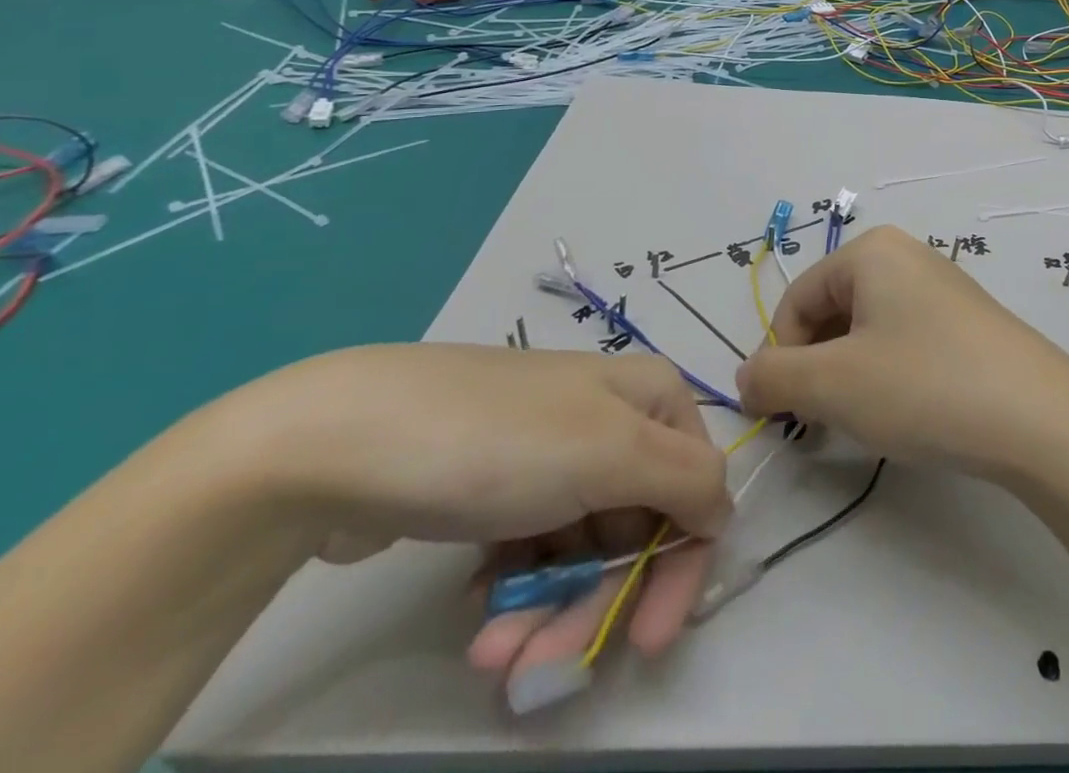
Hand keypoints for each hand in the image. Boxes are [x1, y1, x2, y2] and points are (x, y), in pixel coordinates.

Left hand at [216, 344, 729, 687]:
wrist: (344, 440)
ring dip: (549, 610)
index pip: (695, 488)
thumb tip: (724, 514)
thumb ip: (688, 481)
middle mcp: (615, 420)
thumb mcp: (613, 452)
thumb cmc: (502, 442)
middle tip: (538, 671)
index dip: (678, 566)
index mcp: (654, 398)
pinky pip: (535, 546)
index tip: (643, 642)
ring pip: (583, 545)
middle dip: (594, 603)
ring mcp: (555, 452)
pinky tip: (479, 609)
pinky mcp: (501, 485)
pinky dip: (518, 589)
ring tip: (490, 656)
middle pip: (636, 525)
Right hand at [736, 225, 1068, 480]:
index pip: (797, 300)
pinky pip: (904, 340)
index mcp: (871, 251)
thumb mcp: (833, 385)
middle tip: (822, 422)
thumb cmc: (923, 384)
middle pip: (832, 311)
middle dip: (815, 367)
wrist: (1036, 414)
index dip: (780, 357)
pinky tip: (904, 411)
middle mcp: (906, 256)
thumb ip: (775, 378)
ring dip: (848, 375)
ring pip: (867, 330)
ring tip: (864, 419)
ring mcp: (941, 287)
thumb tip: (747, 376)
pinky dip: (887, 374)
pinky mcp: (966, 321)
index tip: (784, 413)